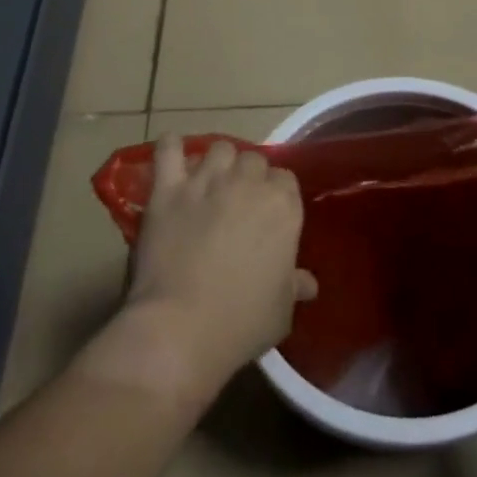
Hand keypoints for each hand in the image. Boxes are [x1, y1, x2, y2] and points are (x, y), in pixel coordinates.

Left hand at [113, 137, 315, 405]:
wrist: (181, 329)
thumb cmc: (241, 322)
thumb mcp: (282, 310)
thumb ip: (294, 286)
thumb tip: (308, 284)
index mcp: (283, 206)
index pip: (285, 179)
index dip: (275, 194)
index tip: (267, 215)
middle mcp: (248, 183)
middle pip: (253, 159)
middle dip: (247, 177)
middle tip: (236, 203)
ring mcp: (206, 181)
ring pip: (218, 148)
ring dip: (217, 163)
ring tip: (208, 184)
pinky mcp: (168, 189)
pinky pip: (168, 150)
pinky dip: (170, 147)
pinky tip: (172, 155)